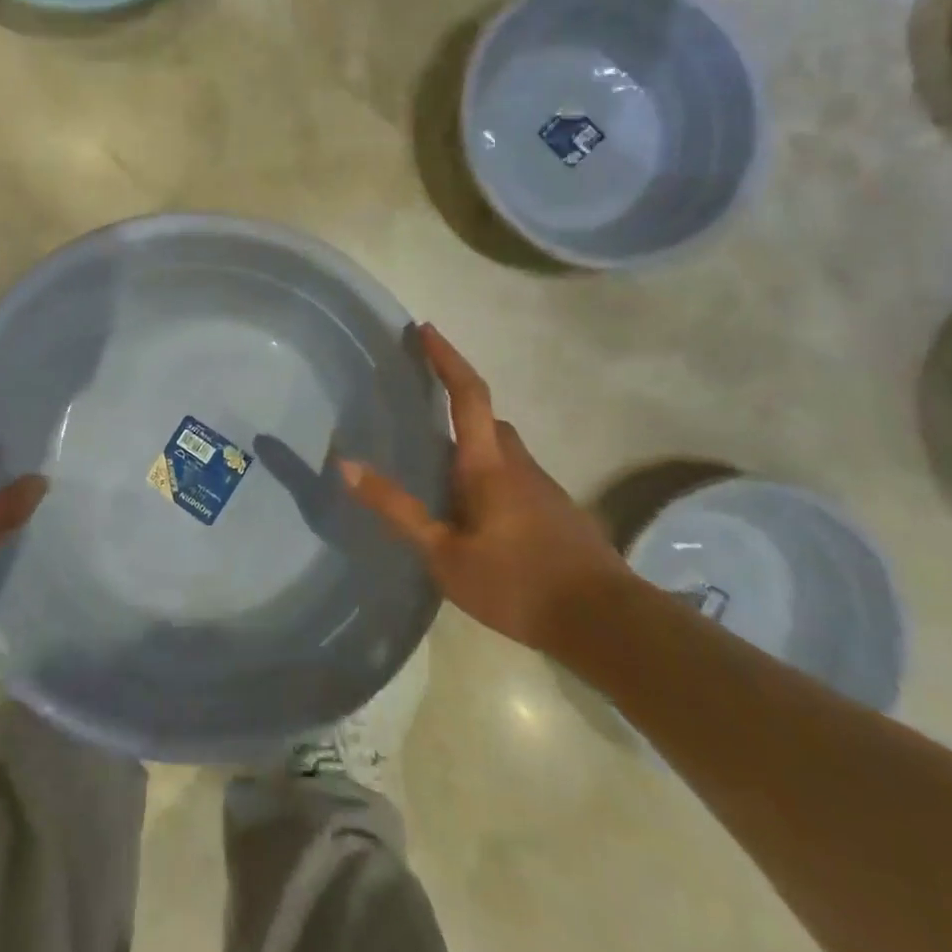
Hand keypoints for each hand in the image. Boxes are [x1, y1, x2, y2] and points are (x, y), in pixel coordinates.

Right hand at [340, 323, 626, 651]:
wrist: (605, 622)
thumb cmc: (516, 583)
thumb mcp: (444, 554)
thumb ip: (397, 509)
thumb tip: (346, 465)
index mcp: (488, 464)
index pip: (467, 394)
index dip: (446, 358)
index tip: (425, 329)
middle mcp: (518, 463)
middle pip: (487, 419)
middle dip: (457, 402)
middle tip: (421, 408)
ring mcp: (542, 486)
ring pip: (501, 449)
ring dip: (472, 445)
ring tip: (439, 470)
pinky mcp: (556, 511)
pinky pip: (514, 475)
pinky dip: (489, 474)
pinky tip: (475, 513)